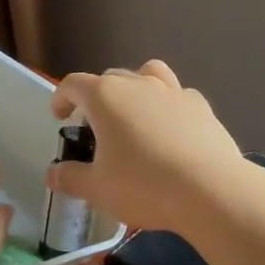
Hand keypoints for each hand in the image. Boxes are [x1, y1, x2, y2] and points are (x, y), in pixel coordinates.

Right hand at [48, 61, 245, 234]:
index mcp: (105, 97)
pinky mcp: (202, 107)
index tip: (59, 117)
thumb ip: (70, 178)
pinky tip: (170, 130)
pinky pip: (178, 95)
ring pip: (148, 74)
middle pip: (109, 77)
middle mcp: (138, 84)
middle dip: (96, 97)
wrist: (212, 191)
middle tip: (94, 126)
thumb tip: (52, 174)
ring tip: (134, 113)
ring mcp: (173, 91)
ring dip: (135, 87)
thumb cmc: (144, 186)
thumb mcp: (97, 189)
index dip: (61, 98)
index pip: (73, 84)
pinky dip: (168, 106)